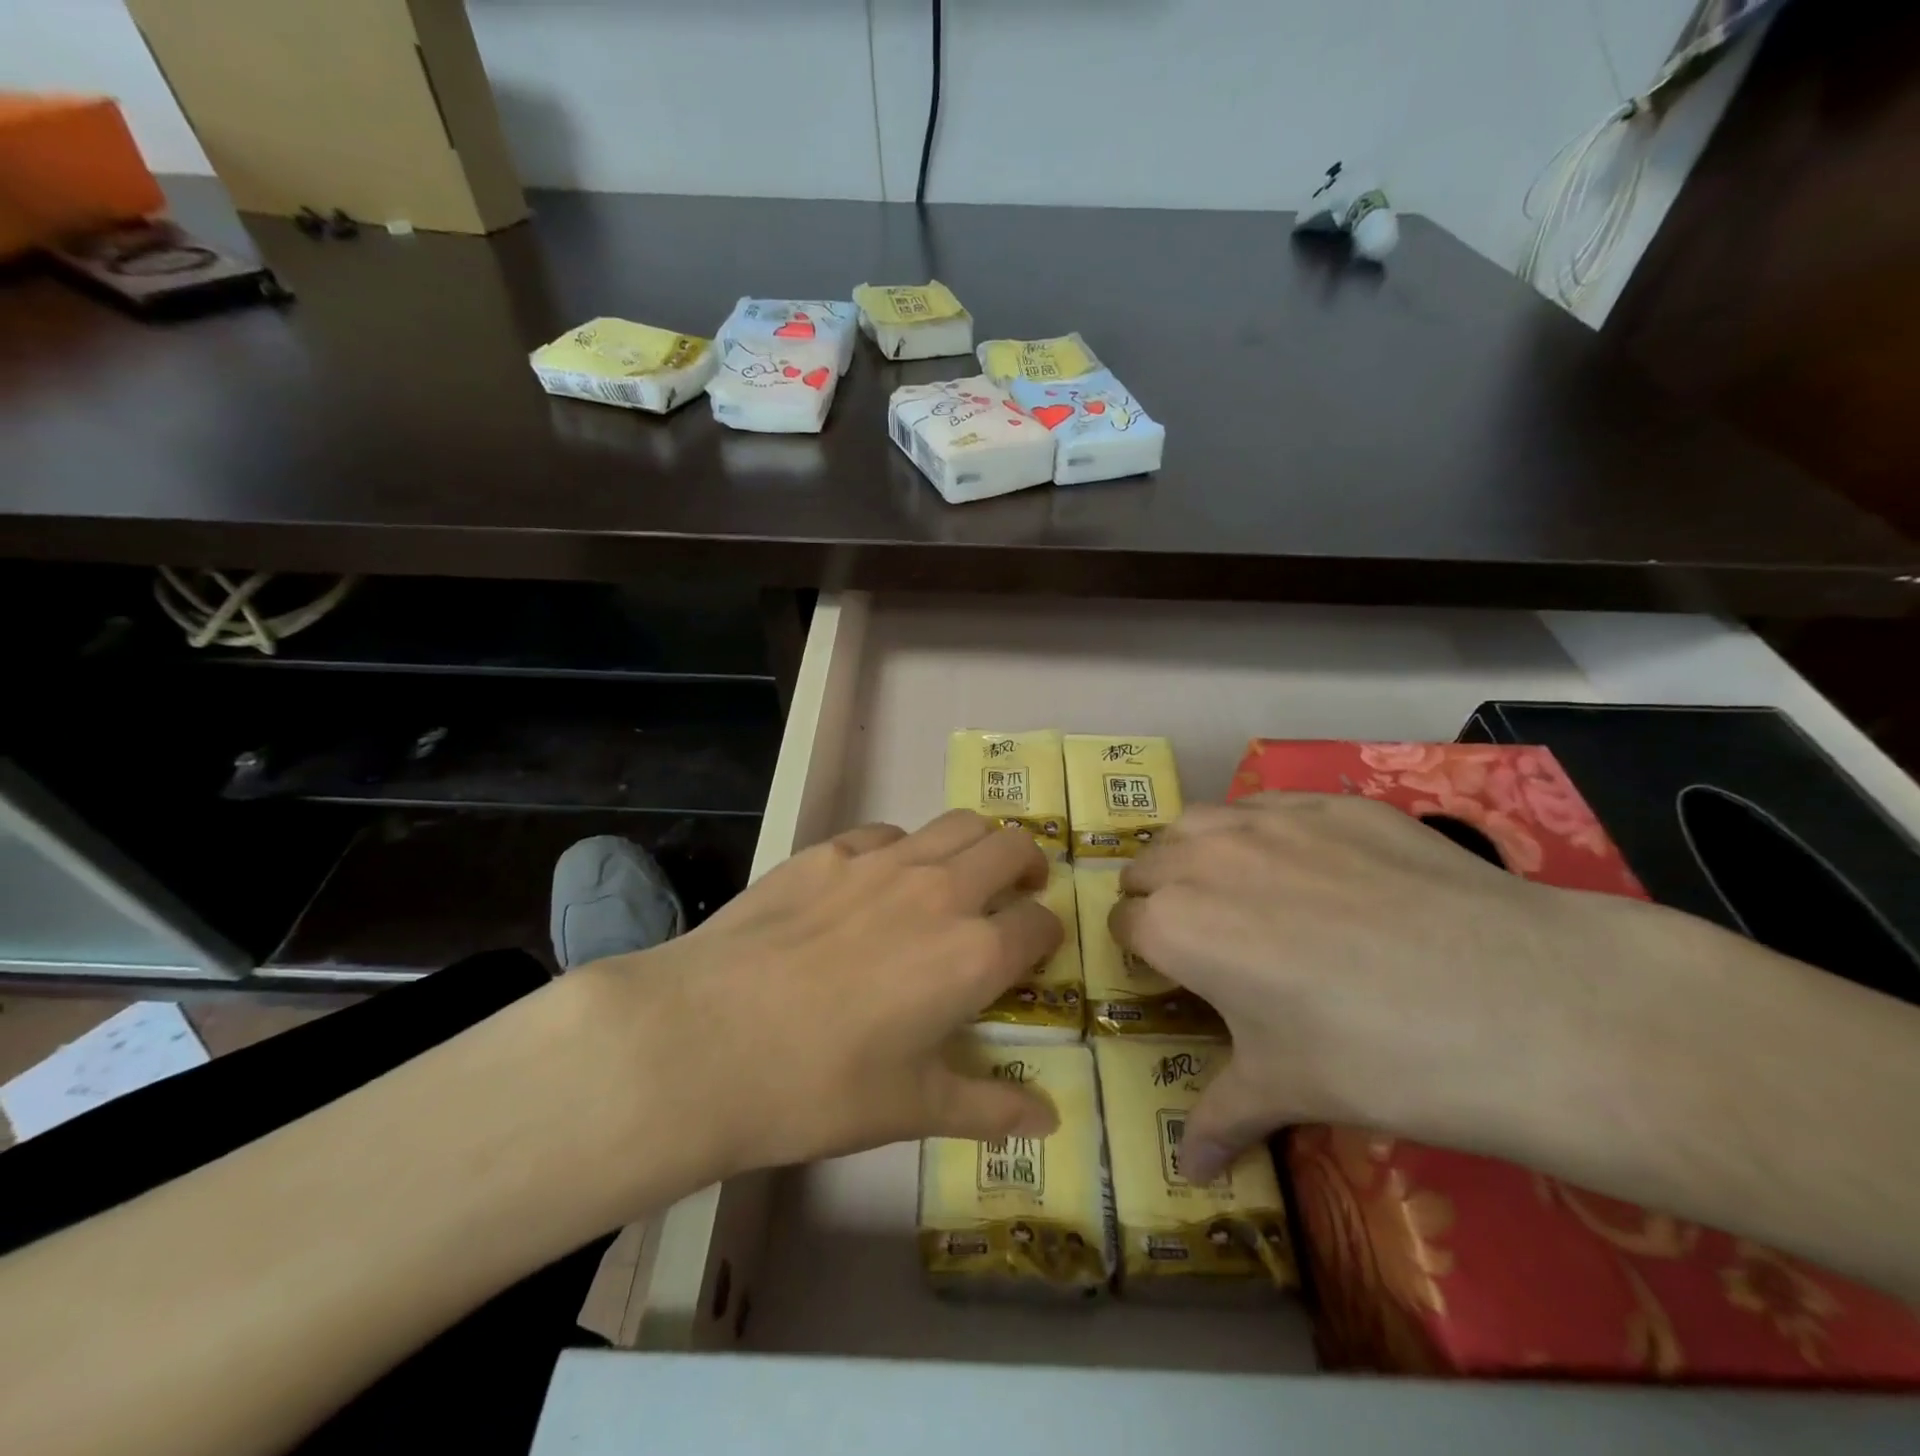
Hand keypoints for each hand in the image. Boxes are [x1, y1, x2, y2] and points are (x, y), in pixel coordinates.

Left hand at [586, 811, 1062, 1188]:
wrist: (703, 1041)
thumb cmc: (819, 1087)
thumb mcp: (912, 1109)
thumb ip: (989, 1108)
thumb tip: (1048, 1122)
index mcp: (973, 952)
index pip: (1039, 924)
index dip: (1047, 936)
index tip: (1035, 951)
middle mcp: (939, 890)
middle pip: (1011, 847)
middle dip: (1027, 866)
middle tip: (1016, 893)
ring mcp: (881, 861)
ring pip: (956, 824)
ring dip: (974, 845)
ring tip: (958, 877)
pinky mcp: (827, 851)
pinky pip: (886, 833)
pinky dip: (903, 849)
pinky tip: (875, 883)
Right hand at [1111, 792, 1633, 1183]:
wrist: (1521, 1002)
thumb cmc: (1377, 1057)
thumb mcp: (1287, 1090)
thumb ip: (1220, 1119)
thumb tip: (1188, 1173)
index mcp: (1176, 926)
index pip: (1125, 925)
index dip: (1141, 952)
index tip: (1170, 974)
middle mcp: (1203, 858)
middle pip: (1147, 864)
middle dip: (1158, 896)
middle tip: (1202, 936)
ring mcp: (1268, 820)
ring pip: (1195, 822)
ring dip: (1194, 852)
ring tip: (1236, 889)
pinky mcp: (1330, 803)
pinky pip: (1265, 805)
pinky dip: (1259, 830)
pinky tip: (1309, 865)